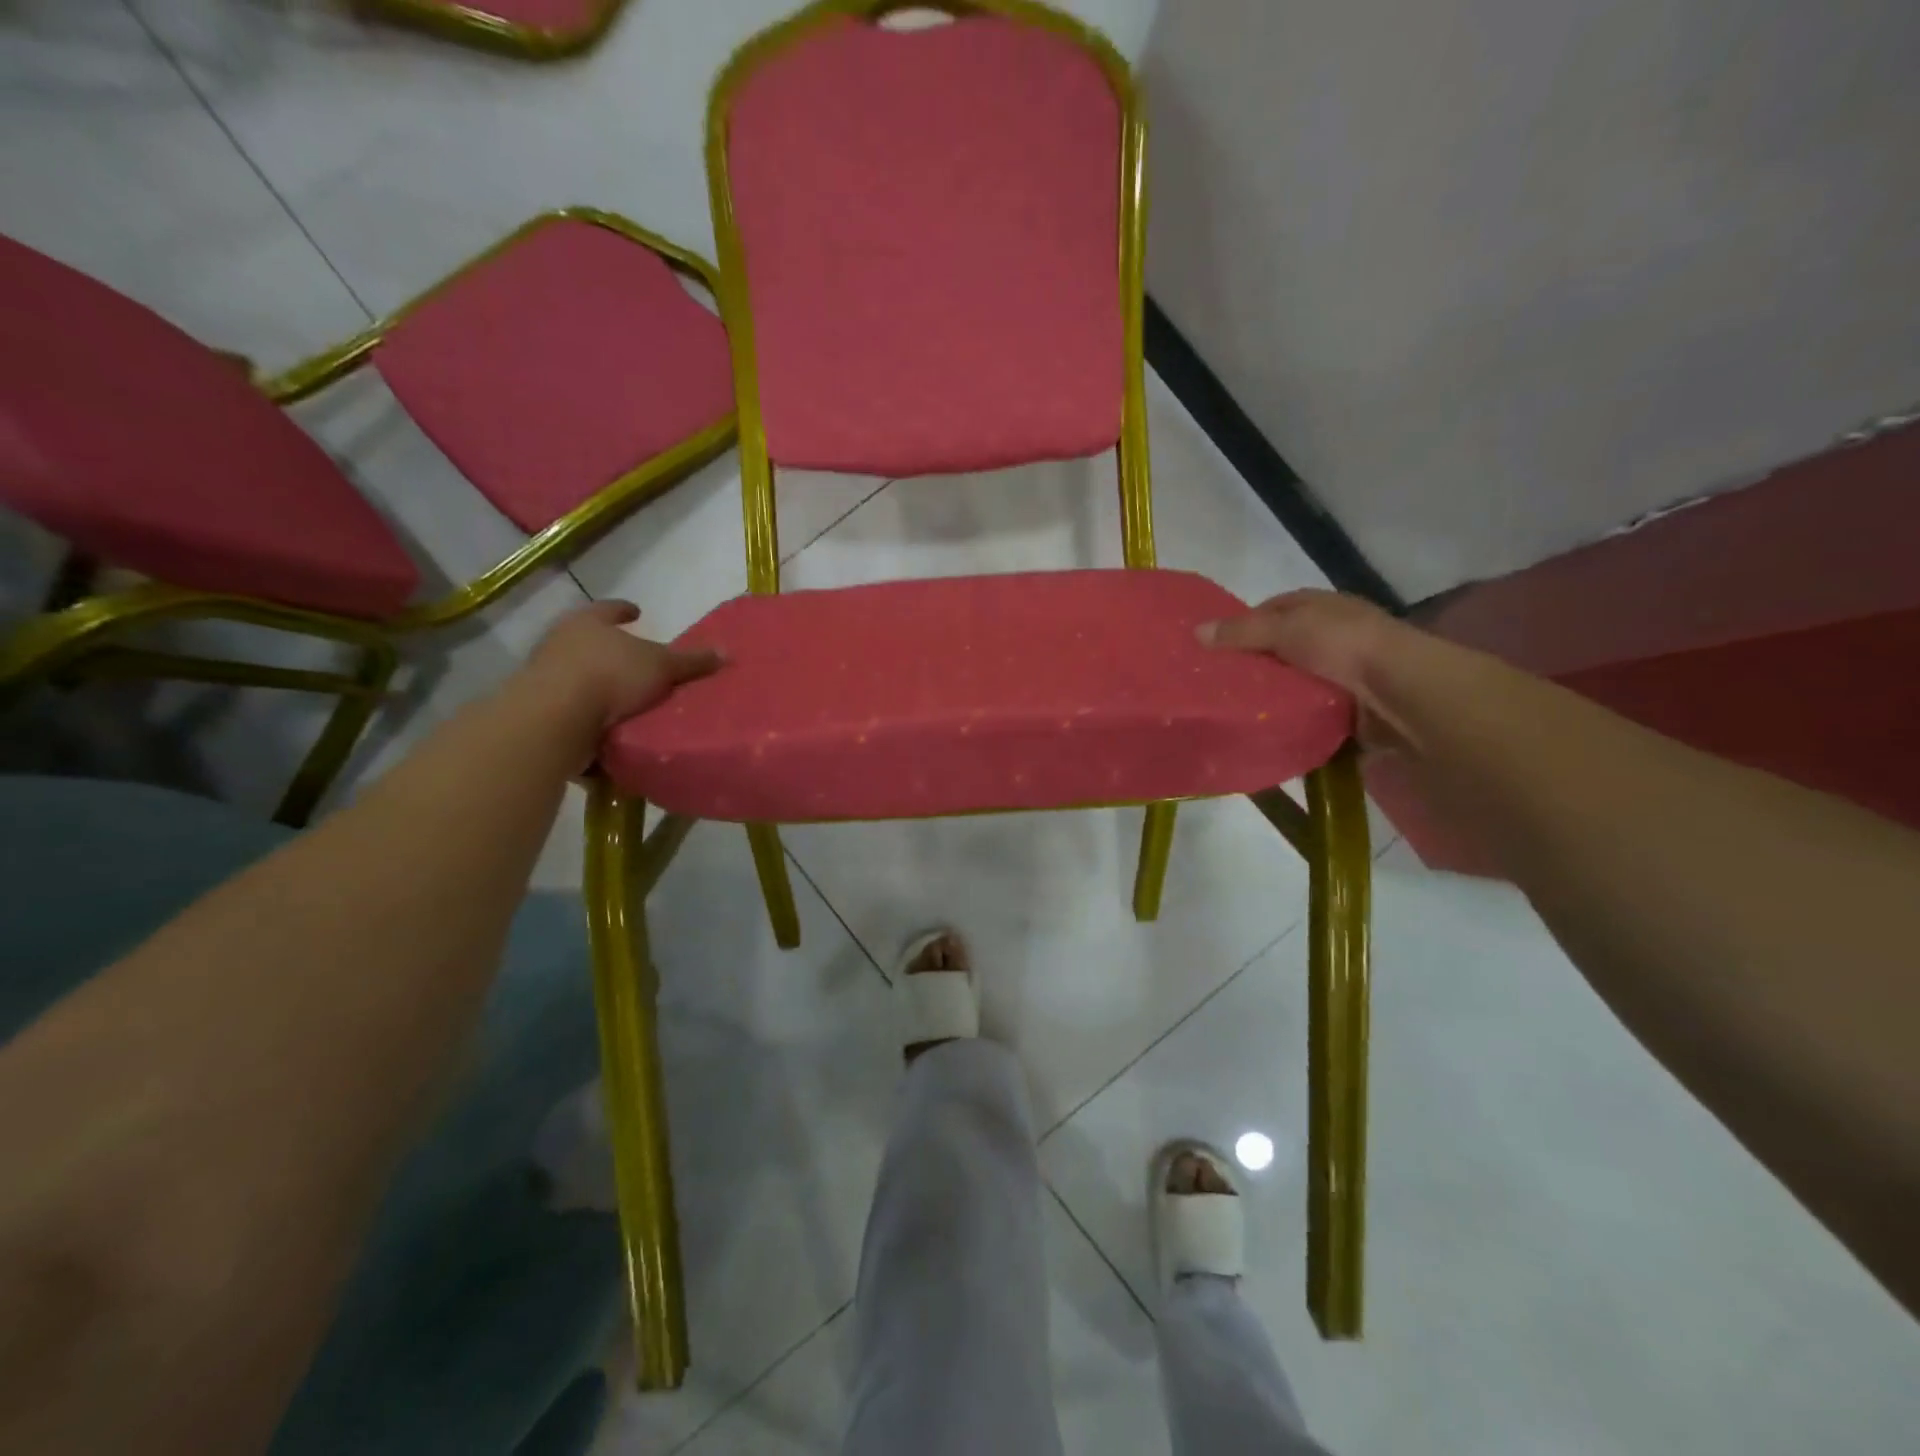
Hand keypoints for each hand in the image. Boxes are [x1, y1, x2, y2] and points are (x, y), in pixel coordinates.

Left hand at [515, 601, 722, 761]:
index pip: (609, 609)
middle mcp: (561, 643)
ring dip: (601, 688)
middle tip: (637, 661)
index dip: (624, 610)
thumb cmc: (610, 676)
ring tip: (629, 702)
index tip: (637, 612)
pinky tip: (612, 730)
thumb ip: (691, 662)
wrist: (556, 720)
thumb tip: (725, 652)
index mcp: (588, 623)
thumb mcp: (662, 666)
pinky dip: (592, 719)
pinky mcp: (541, 712)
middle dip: (612, 651)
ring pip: (579, 677)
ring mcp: (546, 678)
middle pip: (590, 642)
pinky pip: (574, 711)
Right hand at [1198, 589, 1410, 749]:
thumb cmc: (1342, 645)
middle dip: (1256, 664)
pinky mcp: (1349, 707)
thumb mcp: (1284, 628)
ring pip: (1295, 683)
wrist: (1399, 691)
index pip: (1273, 609)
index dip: (1244, 625)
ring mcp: (1345, 673)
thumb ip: (1240, 632)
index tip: (1215, 648)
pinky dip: (1292, 720)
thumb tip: (1195, 632)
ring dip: (1274, 696)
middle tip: (1219, 684)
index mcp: (1321, 606)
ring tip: (1236, 710)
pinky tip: (1269, 729)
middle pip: (1283, 648)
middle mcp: (1334, 635)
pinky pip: (1311, 713)